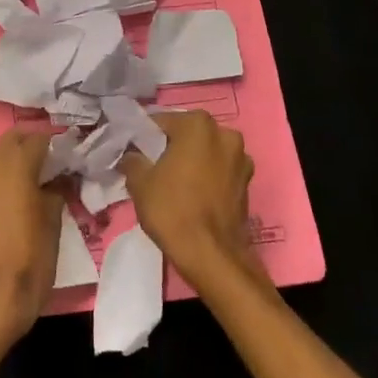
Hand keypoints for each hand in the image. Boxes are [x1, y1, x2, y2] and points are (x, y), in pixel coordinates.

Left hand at [0, 129, 61, 346]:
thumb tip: (60, 179)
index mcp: (16, 163)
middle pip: (12, 141)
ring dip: (11, 163)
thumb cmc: (30, 259)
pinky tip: (9, 203)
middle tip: (51, 168)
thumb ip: (57, 191)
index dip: (57, 147)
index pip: (40, 139)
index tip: (70, 159)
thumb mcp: (54, 223)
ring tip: (31, 184)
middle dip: (31, 147)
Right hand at [120, 111, 260, 295]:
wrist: (211, 254)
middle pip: (187, 135)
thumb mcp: (139, 181)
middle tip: (150, 167)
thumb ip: (132, 159)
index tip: (132, 153)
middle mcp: (225, 134)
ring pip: (205, 153)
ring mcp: (241, 159)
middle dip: (170, 147)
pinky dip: (205, 177)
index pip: (161, 122)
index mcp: (198, 125)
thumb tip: (131, 155)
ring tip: (171, 183)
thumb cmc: (172, 209)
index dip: (143, 137)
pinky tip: (191, 195)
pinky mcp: (247, 183)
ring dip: (190, 162)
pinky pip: (218, 171)